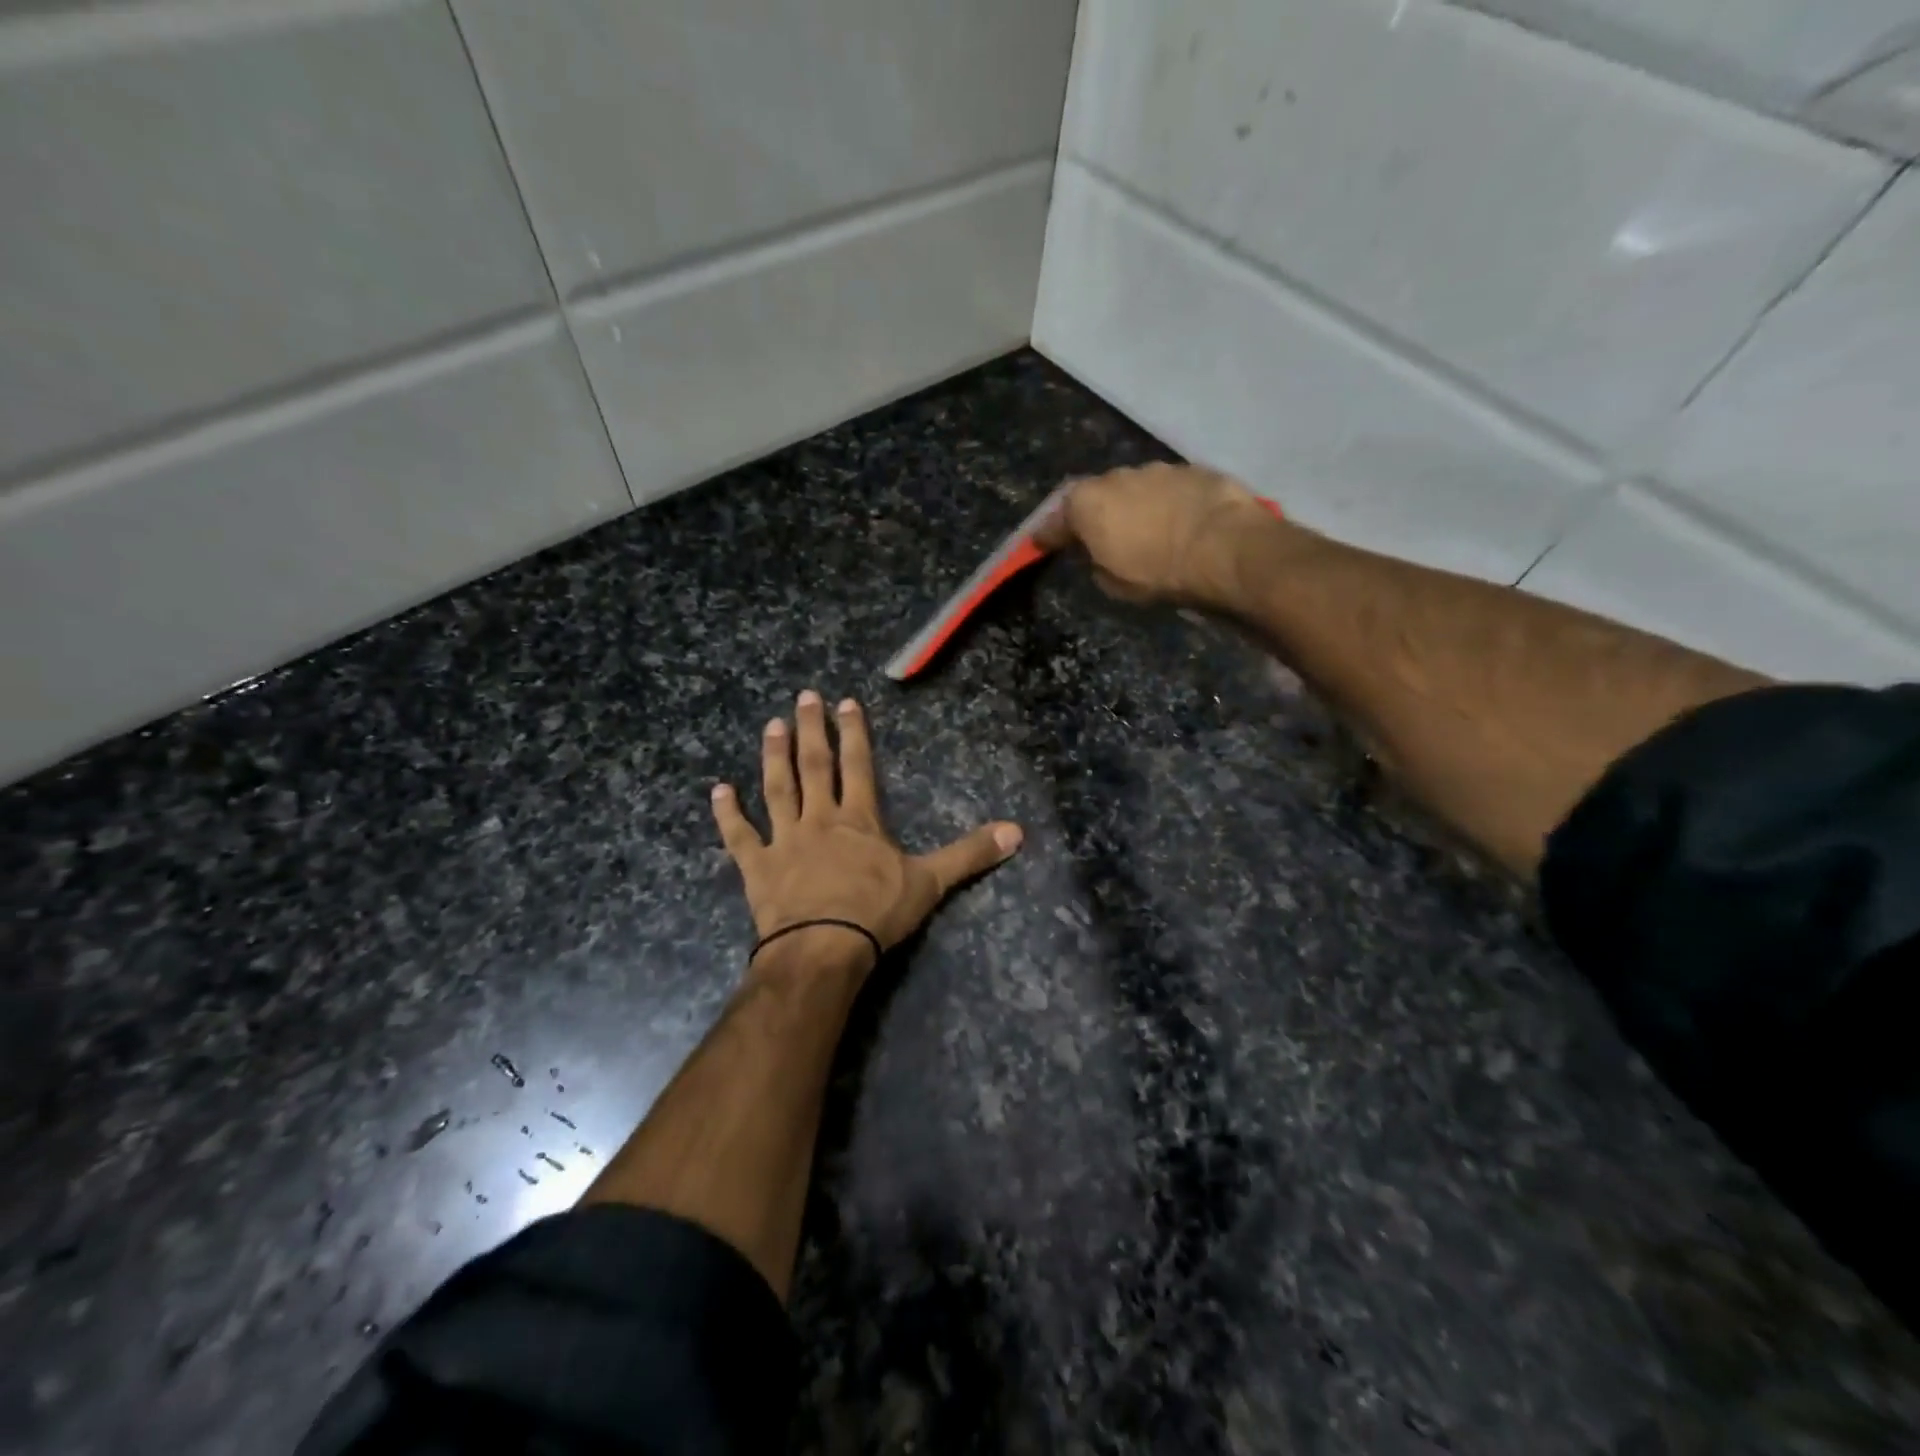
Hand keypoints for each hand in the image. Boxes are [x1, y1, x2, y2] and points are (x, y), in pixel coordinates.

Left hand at [711, 691, 1022, 970]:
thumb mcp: (931, 882)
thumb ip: (970, 854)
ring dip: (773, 756)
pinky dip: (728, 814)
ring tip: (770, 726)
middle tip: (802, 696)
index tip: (845, 702)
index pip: (858, 765)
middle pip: (815, 766)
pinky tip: (718, 791)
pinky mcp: (758, 867)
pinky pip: (740, 836)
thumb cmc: (877, 912)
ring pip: (778, 789)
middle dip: (810, 729)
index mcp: (859, 819)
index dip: (853, 732)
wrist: (824, 948)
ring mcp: (785, 840)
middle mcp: (820, 819)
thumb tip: (1018, 832)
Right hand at [1033, 463, 1283, 608]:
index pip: (1056, 520)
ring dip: (1135, 507)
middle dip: (1094, 515)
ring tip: (1146, 531)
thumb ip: (1095, 563)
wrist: (1226, 549)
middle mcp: (1117, 476)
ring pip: (1135, 488)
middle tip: (1099, 537)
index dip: (1048, 535)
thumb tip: (1098, 554)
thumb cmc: (1158, 572)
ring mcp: (1157, 469)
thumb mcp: (1113, 584)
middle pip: (1096, 496)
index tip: (1040, 544)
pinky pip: (1170, 490)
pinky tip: (1179, 524)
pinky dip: (1167, 504)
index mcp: (1087, 503)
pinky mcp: (1194, 470)